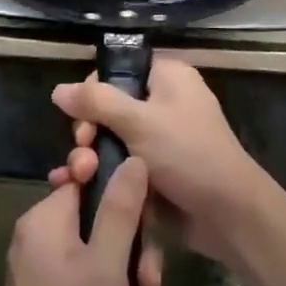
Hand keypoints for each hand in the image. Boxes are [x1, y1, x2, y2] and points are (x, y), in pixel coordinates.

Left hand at [0, 160, 163, 285]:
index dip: (124, 201)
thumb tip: (133, 158)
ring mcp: (50, 277)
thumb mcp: (107, 267)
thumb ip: (122, 210)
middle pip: (107, 230)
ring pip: (110, 271)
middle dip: (136, 269)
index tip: (144, 229)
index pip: (91, 181)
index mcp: (47, 220)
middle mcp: (45, 241)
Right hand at [50, 58, 281, 267]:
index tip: (81, 118)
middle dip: (88, 130)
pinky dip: (101, 174)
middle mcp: (163, 102)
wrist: (228, 214)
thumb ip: (96, 102)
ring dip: (90, 157)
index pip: (118, 70)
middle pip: (109, 107)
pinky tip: (76, 188)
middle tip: (83, 151)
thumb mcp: (139, 121)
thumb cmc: (187, 154)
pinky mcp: (154, 171)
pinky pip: (119, 165)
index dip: (93, 90)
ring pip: (111, 139)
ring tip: (80, 176)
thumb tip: (58, 89)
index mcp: (167, 77)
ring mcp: (159, 139)